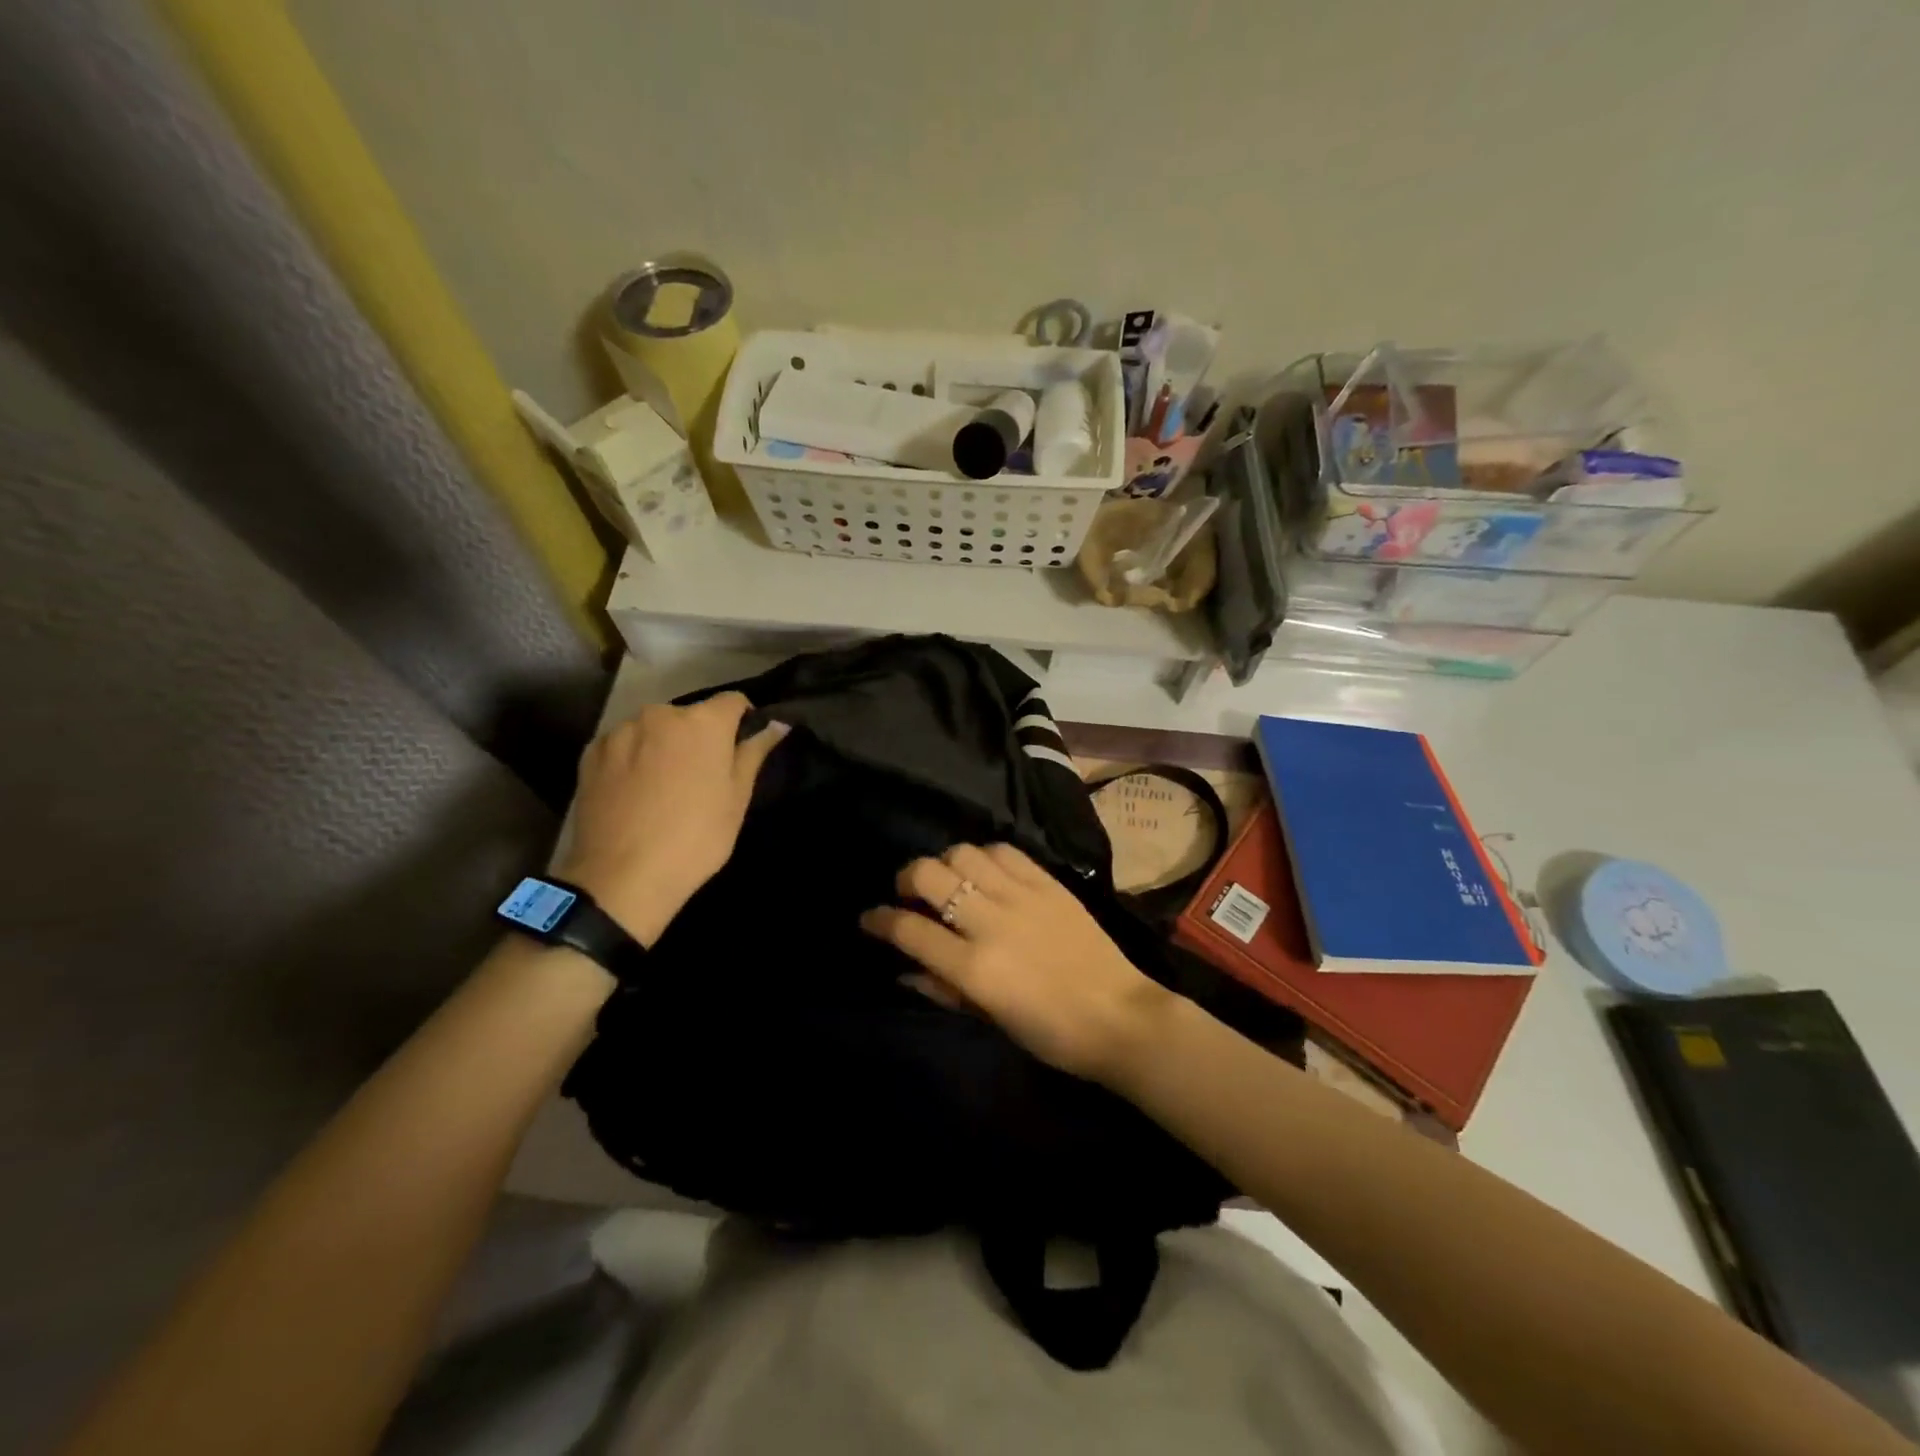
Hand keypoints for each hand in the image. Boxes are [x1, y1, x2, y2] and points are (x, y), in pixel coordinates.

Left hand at [556, 693, 786, 945]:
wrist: (622, 877)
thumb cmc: (696, 837)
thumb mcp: (737, 798)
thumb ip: (755, 752)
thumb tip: (777, 724)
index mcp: (703, 721)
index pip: (733, 701)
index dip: (742, 721)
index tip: (740, 749)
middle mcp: (660, 714)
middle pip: (690, 716)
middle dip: (699, 737)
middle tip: (702, 777)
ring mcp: (621, 731)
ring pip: (654, 730)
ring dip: (664, 746)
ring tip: (663, 788)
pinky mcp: (591, 752)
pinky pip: (623, 745)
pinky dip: (633, 758)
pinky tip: (634, 793)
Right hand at [860, 843, 1172, 1084]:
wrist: (1119, 1016)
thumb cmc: (1051, 1033)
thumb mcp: (990, 1020)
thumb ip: (944, 989)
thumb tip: (905, 968)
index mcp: (974, 967)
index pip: (909, 929)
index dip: (880, 919)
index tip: (870, 917)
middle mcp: (991, 922)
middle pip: (929, 875)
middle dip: (906, 878)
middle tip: (908, 891)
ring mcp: (1021, 897)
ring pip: (963, 853)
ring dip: (945, 862)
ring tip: (949, 878)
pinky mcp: (1048, 883)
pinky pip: (1005, 851)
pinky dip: (985, 855)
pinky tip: (985, 870)